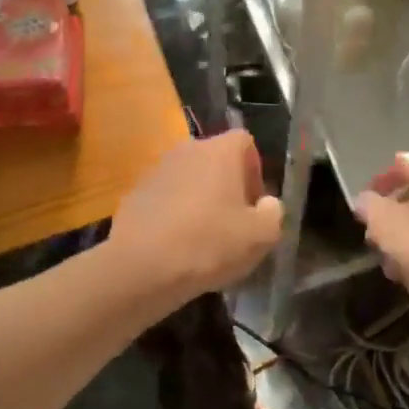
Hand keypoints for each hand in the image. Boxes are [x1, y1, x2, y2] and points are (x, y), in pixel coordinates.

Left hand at [111, 130, 282, 298]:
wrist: (140, 266)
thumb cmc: (209, 243)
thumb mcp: (261, 236)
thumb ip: (273, 213)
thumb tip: (266, 204)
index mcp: (220, 151)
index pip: (245, 142)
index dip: (255, 171)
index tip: (254, 205)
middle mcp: (188, 149)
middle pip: (216, 161)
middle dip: (227, 187)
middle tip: (232, 224)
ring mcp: (157, 169)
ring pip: (189, 180)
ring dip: (199, 201)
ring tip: (203, 240)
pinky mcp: (135, 193)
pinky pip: (165, 198)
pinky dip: (174, 214)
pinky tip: (175, 246)